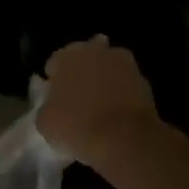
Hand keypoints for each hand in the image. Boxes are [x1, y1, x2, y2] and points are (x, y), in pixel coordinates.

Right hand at [39, 37, 160, 167]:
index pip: (54, 64)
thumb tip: (53, 105)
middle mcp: (94, 50)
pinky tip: (117, 113)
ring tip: (100, 107)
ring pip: (107, 68)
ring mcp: (122, 62)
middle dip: (81, 74)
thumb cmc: (76, 127)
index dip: (54, 82)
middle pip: (83, 60)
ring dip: (103, 80)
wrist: (124, 138)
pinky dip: (121, 92)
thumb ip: (46, 106)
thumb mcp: (45, 123)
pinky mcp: (143, 78)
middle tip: (78, 101)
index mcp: (66, 56)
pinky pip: (125, 83)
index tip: (55, 100)